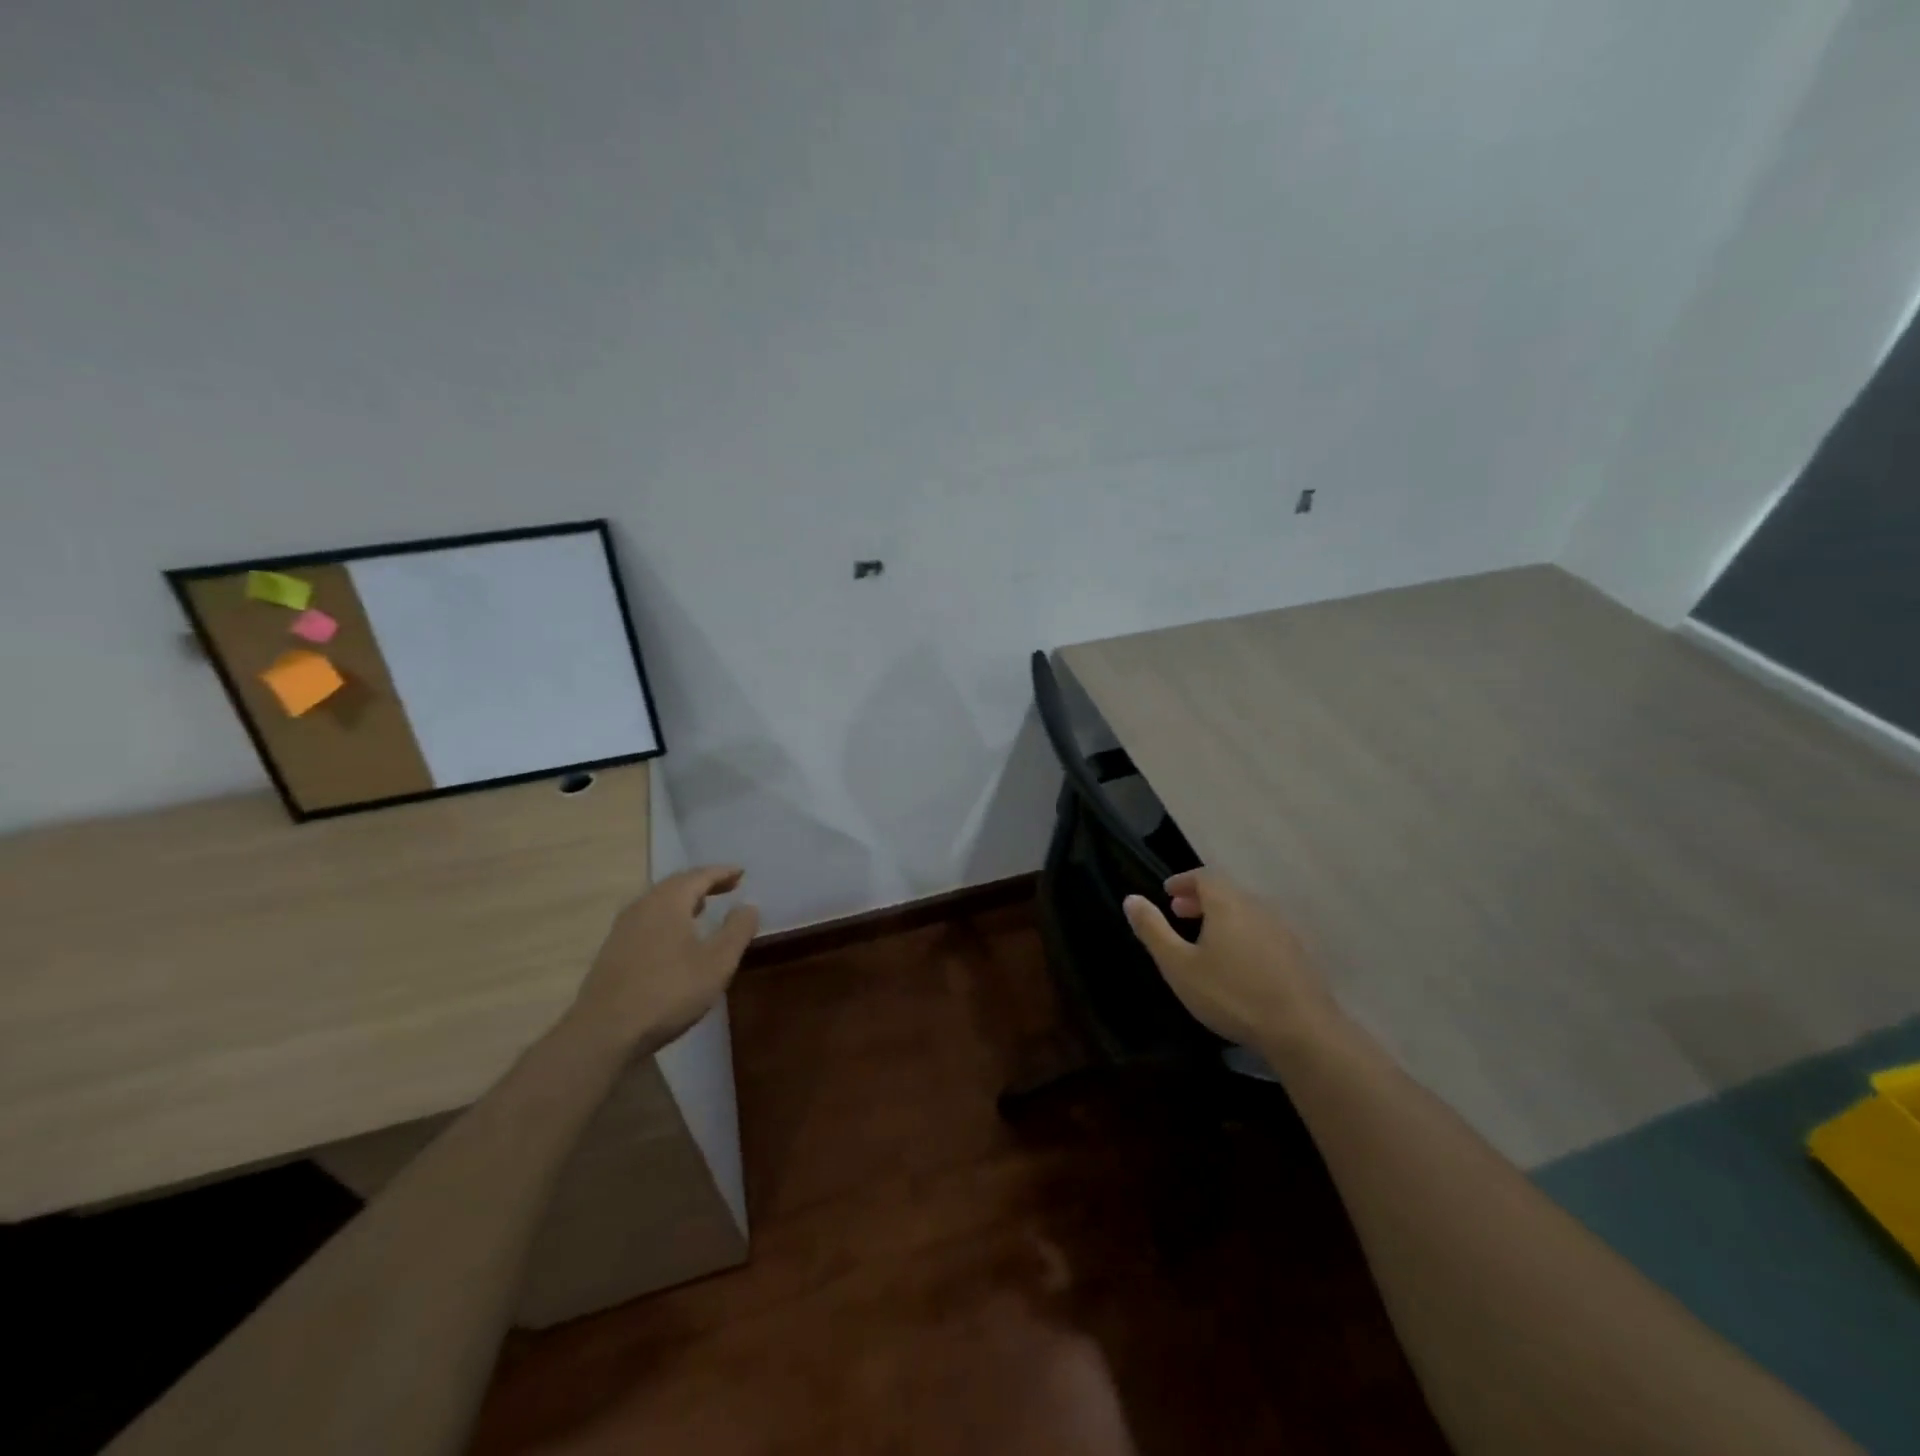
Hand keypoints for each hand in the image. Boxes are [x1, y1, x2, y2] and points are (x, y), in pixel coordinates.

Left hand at [566, 866, 759, 1057]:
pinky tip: (675, 936)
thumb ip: (737, 930)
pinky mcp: (613, 950)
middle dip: (703, 883)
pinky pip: (648, 919)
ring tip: (703, 907)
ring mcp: (623, 928)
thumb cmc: (669, 992)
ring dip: (684, 900)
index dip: (722, 872)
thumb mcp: (717, 963)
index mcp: (668, 902)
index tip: (741, 872)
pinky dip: (668, 917)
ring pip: (659, 902)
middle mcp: (643, 906)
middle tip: (727, 886)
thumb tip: (748, 905)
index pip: (699, 875)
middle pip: (676, 884)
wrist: (604, 1033)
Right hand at [1123, 868, 1340, 1053]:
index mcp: (1227, 904)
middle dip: (1200, 898)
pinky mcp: (1298, 954)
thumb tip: (1131, 898)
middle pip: (1226, 892)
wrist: (1300, 1031)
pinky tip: (1237, 961)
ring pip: (1246, 911)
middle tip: (1180, 912)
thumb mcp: (1178, 965)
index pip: (1204, 876)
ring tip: (1205, 938)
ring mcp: (1282, 930)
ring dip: (1222, 916)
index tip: (1167, 892)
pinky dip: (1243, 933)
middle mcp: (1257, 908)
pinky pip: (1262, 930)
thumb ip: (1153, 930)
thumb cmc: (1230, 994)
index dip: (1183, 880)